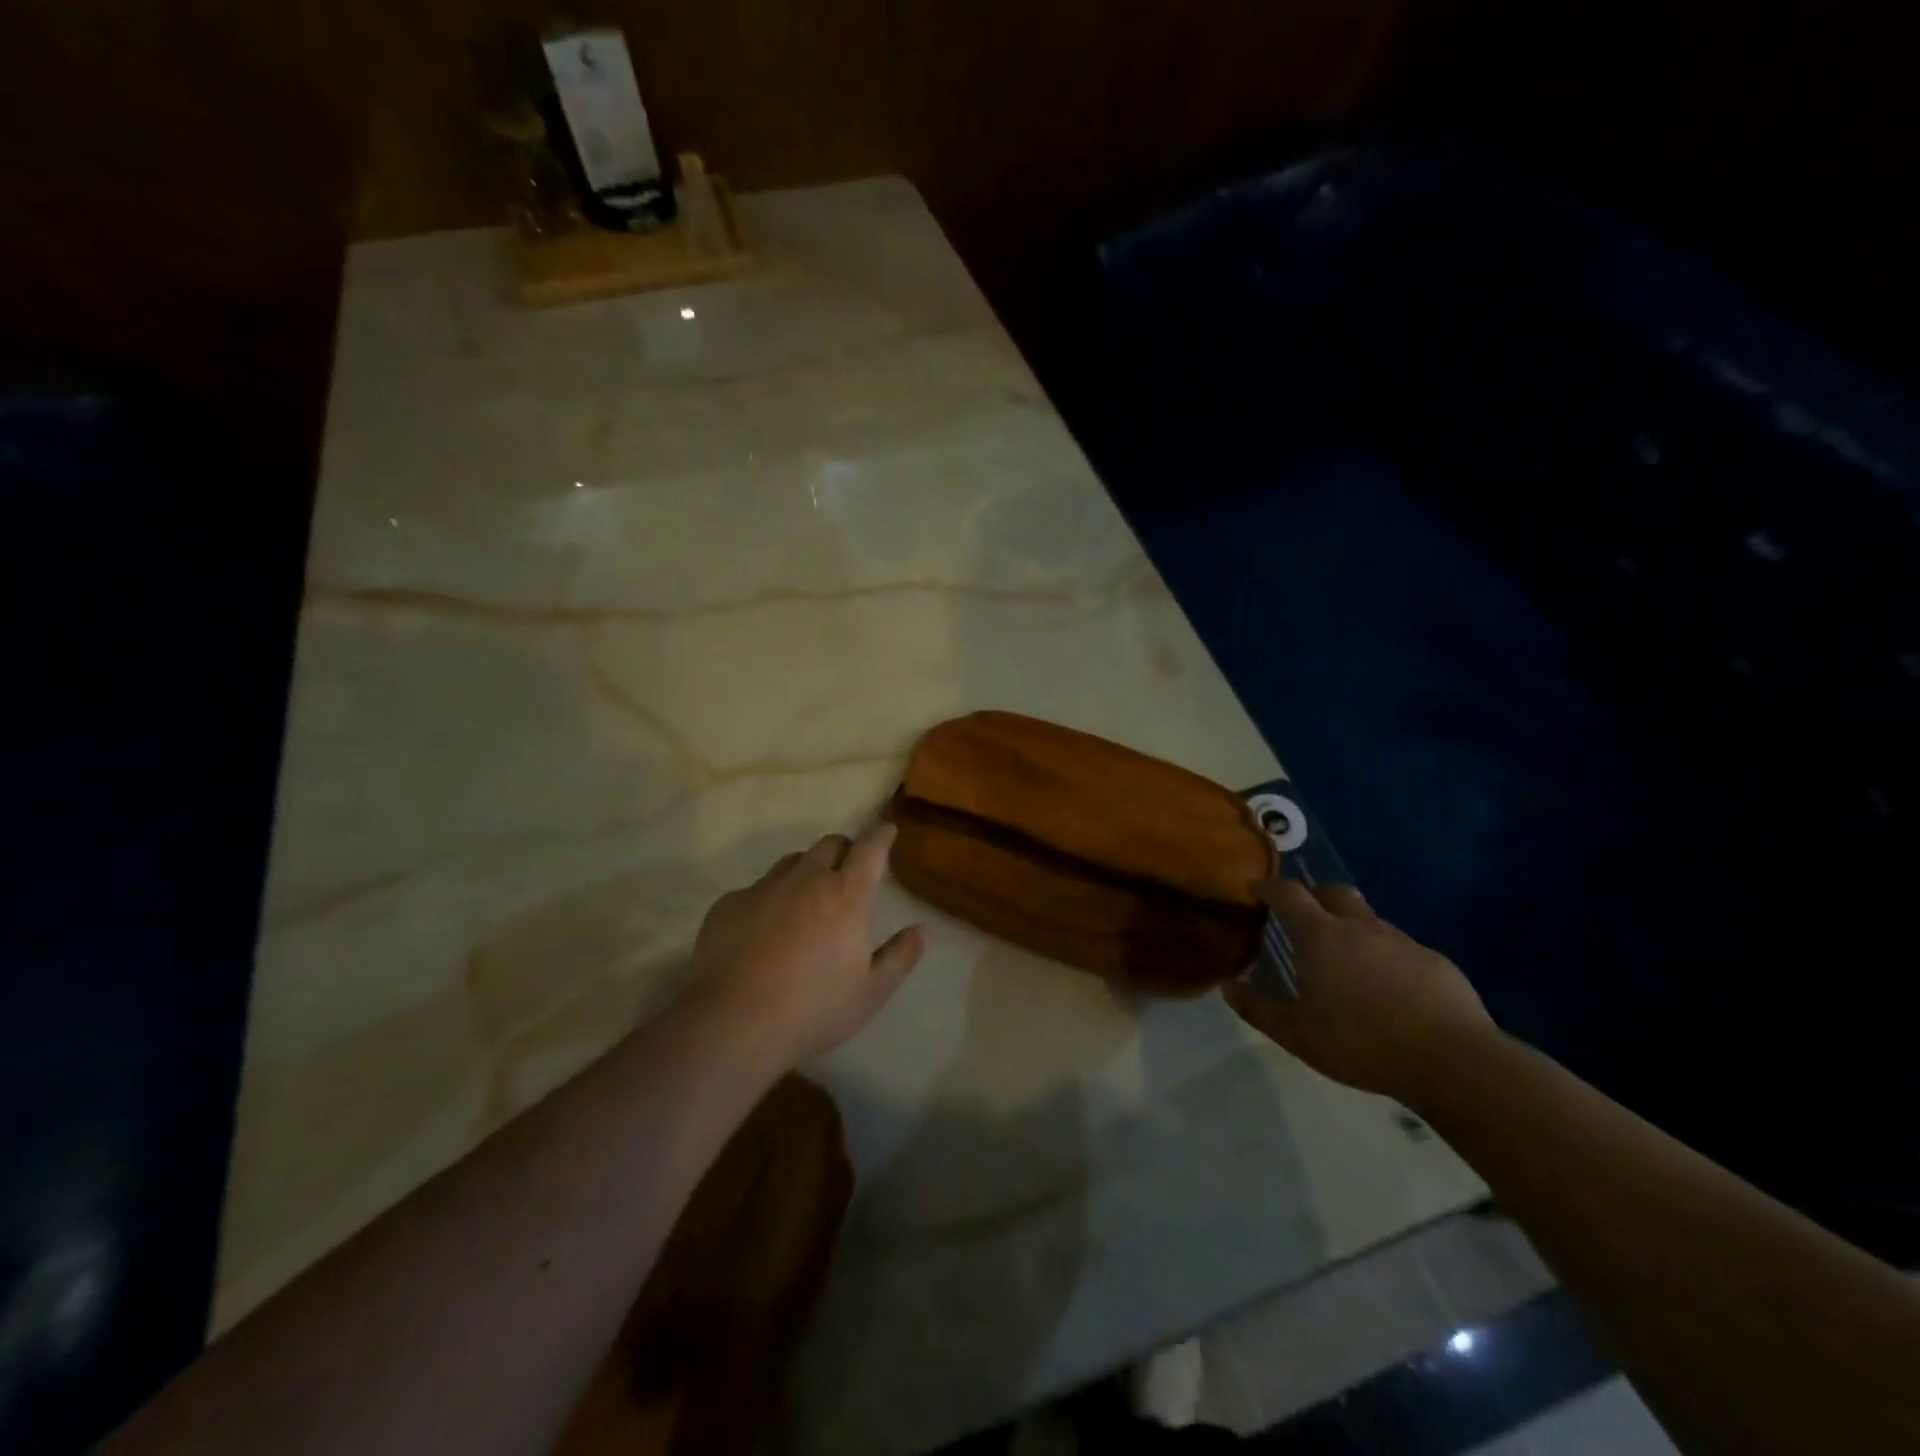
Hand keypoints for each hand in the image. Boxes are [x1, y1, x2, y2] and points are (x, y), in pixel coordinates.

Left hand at [684, 822, 927, 1066]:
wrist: (732, 1025)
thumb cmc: (813, 1010)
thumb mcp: (871, 993)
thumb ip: (900, 956)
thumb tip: (922, 929)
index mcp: (847, 895)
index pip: (870, 847)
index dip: (881, 835)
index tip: (886, 831)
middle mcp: (806, 879)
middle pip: (831, 844)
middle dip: (845, 852)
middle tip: (848, 877)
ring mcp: (764, 888)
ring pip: (793, 861)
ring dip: (807, 871)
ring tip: (807, 902)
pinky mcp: (729, 904)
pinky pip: (756, 888)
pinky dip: (769, 899)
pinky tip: (763, 932)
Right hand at [1223, 879, 1495, 1104]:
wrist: (1453, 1061)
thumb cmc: (1361, 1042)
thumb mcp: (1297, 1035)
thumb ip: (1258, 1009)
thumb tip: (1228, 987)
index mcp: (1320, 936)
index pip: (1288, 893)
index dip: (1269, 886)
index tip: (1257, 888)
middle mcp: (1359, 926)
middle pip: (1332, 892)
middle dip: (1314, 896)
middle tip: (1303, 918)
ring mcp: (1401, 940)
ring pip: (1368, 920)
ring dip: (1351, 928)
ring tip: (1346, 960)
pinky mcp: (1435, 961)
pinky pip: (1401, 948)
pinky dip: (1386, 957)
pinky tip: (1390, 989)